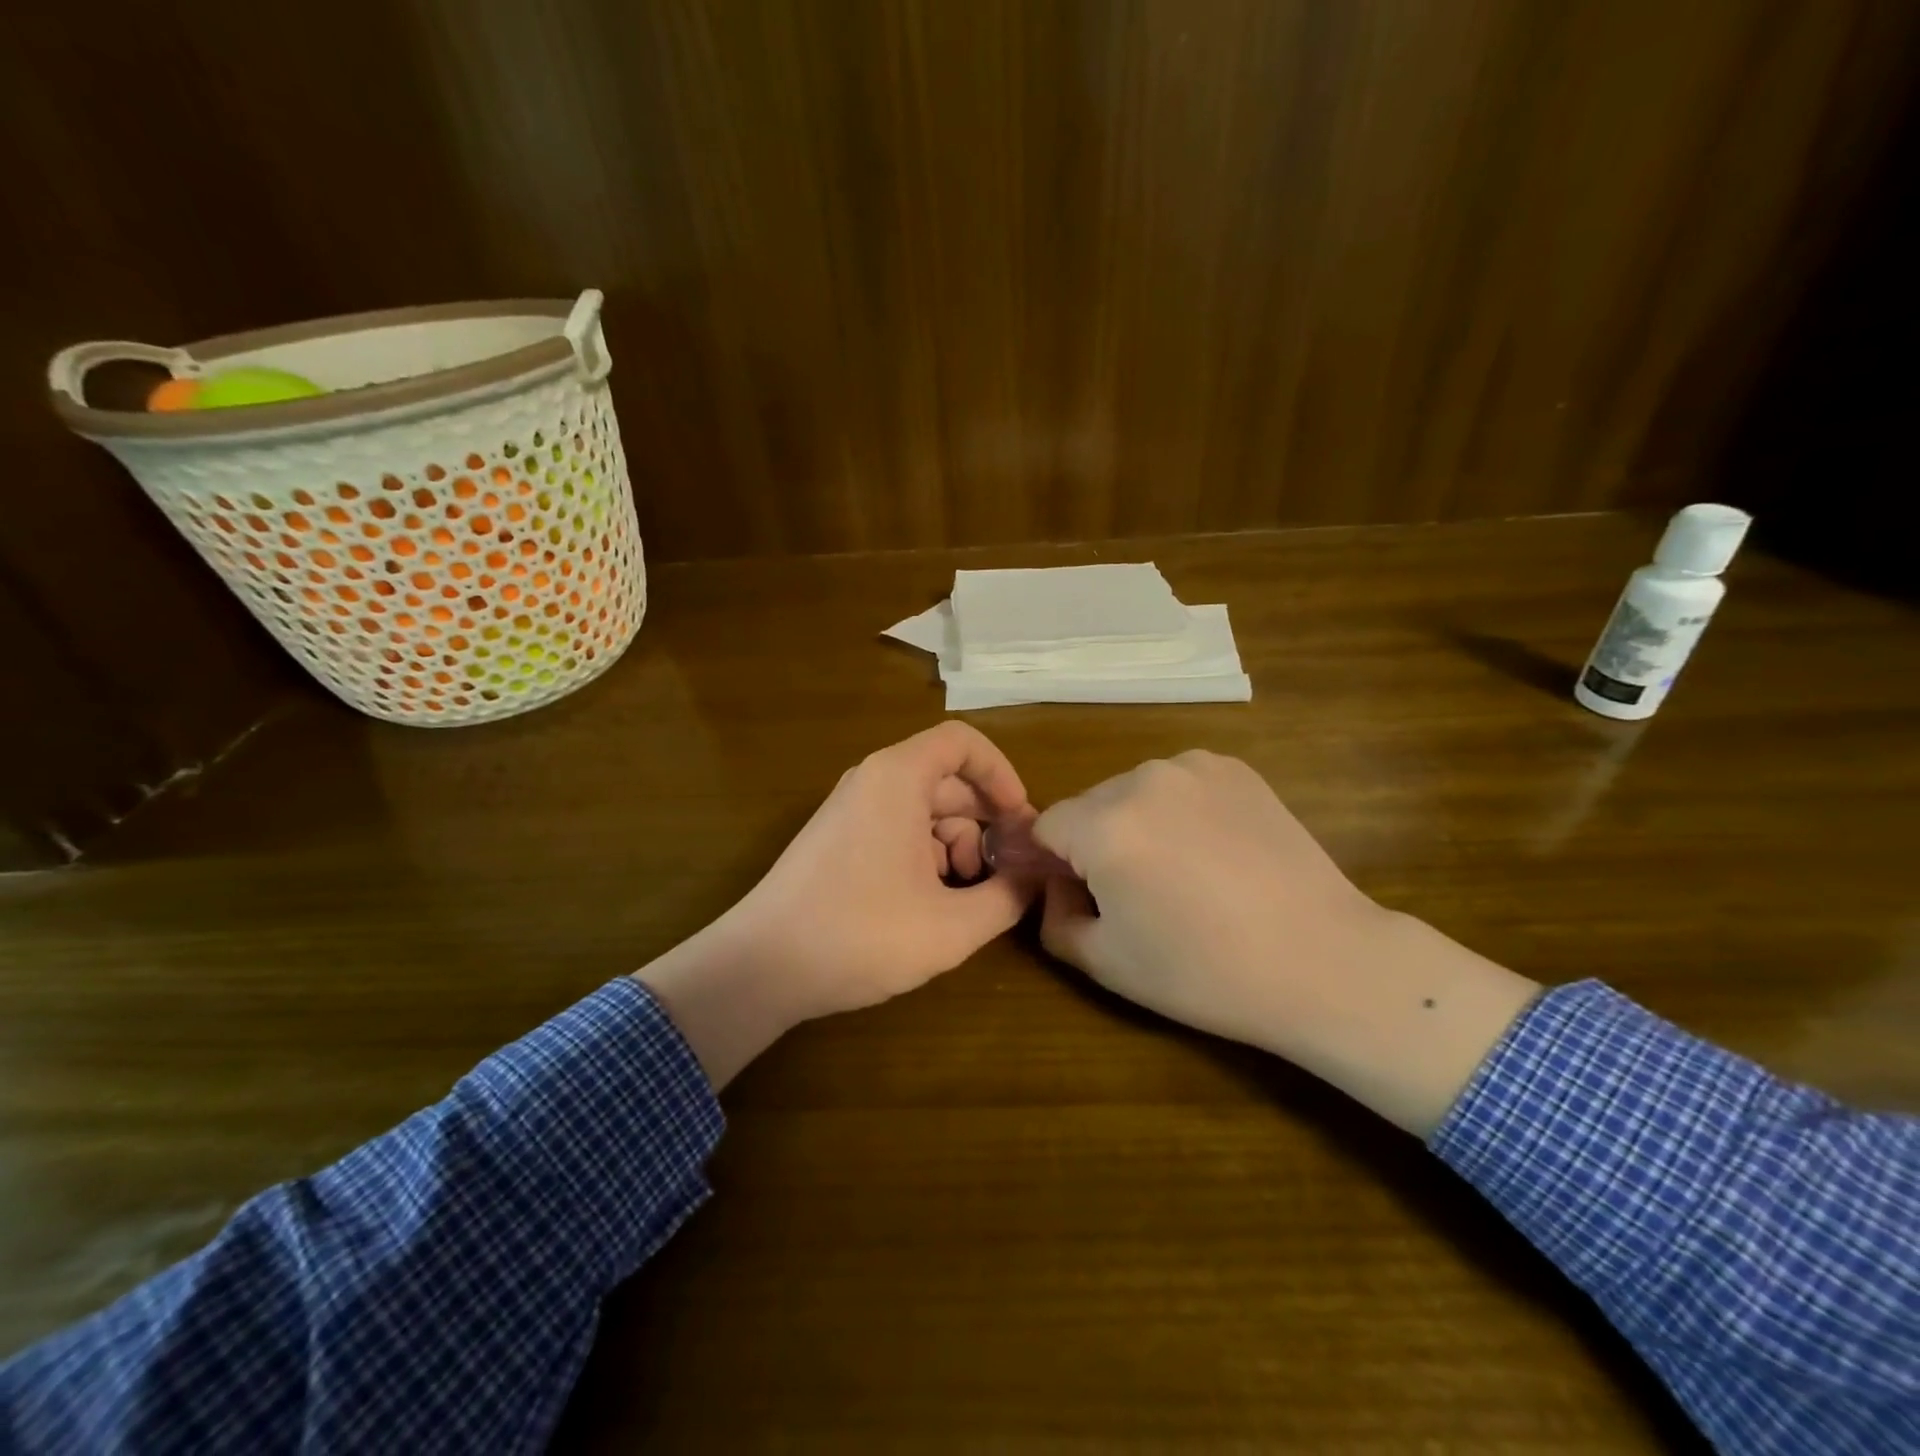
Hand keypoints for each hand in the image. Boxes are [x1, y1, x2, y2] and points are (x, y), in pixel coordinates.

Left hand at [638, 722, 1035, 1085]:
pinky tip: (931, 906)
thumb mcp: (951, 926)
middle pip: (948, 782)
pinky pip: (898, 831)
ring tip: (965, 899)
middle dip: (984, 825)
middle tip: (1007, 874)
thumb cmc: (861, 935)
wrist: (761, 967)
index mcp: (898, 778)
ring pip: (925, 811)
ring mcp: (851, 811)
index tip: (1021, 821)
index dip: (1001, 774)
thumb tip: (1036, 878)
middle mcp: (872, 781)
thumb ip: (1007, 897)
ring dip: (957, 848)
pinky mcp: (839, 841)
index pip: (963, 742)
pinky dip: (926, 858)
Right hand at [1034, 752, 1539, 1134]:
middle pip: (1087, 806)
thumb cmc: (1206, 971)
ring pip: (1132, 792)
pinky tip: (1212, 851)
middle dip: (1092, 843)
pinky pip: (1178, 784)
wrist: (1323, 960)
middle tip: (1132, 893)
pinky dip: (1178, 810)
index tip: (1078, 897)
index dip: (1051, 865)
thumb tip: (1055, 889)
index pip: (1044, 827)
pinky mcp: (1234, 768)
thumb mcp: (1107, 962)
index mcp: (1104, 824)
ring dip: (1135, 824)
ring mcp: (1193, 767)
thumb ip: (1053, 921)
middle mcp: (1142, 778)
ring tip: (1178, 873)